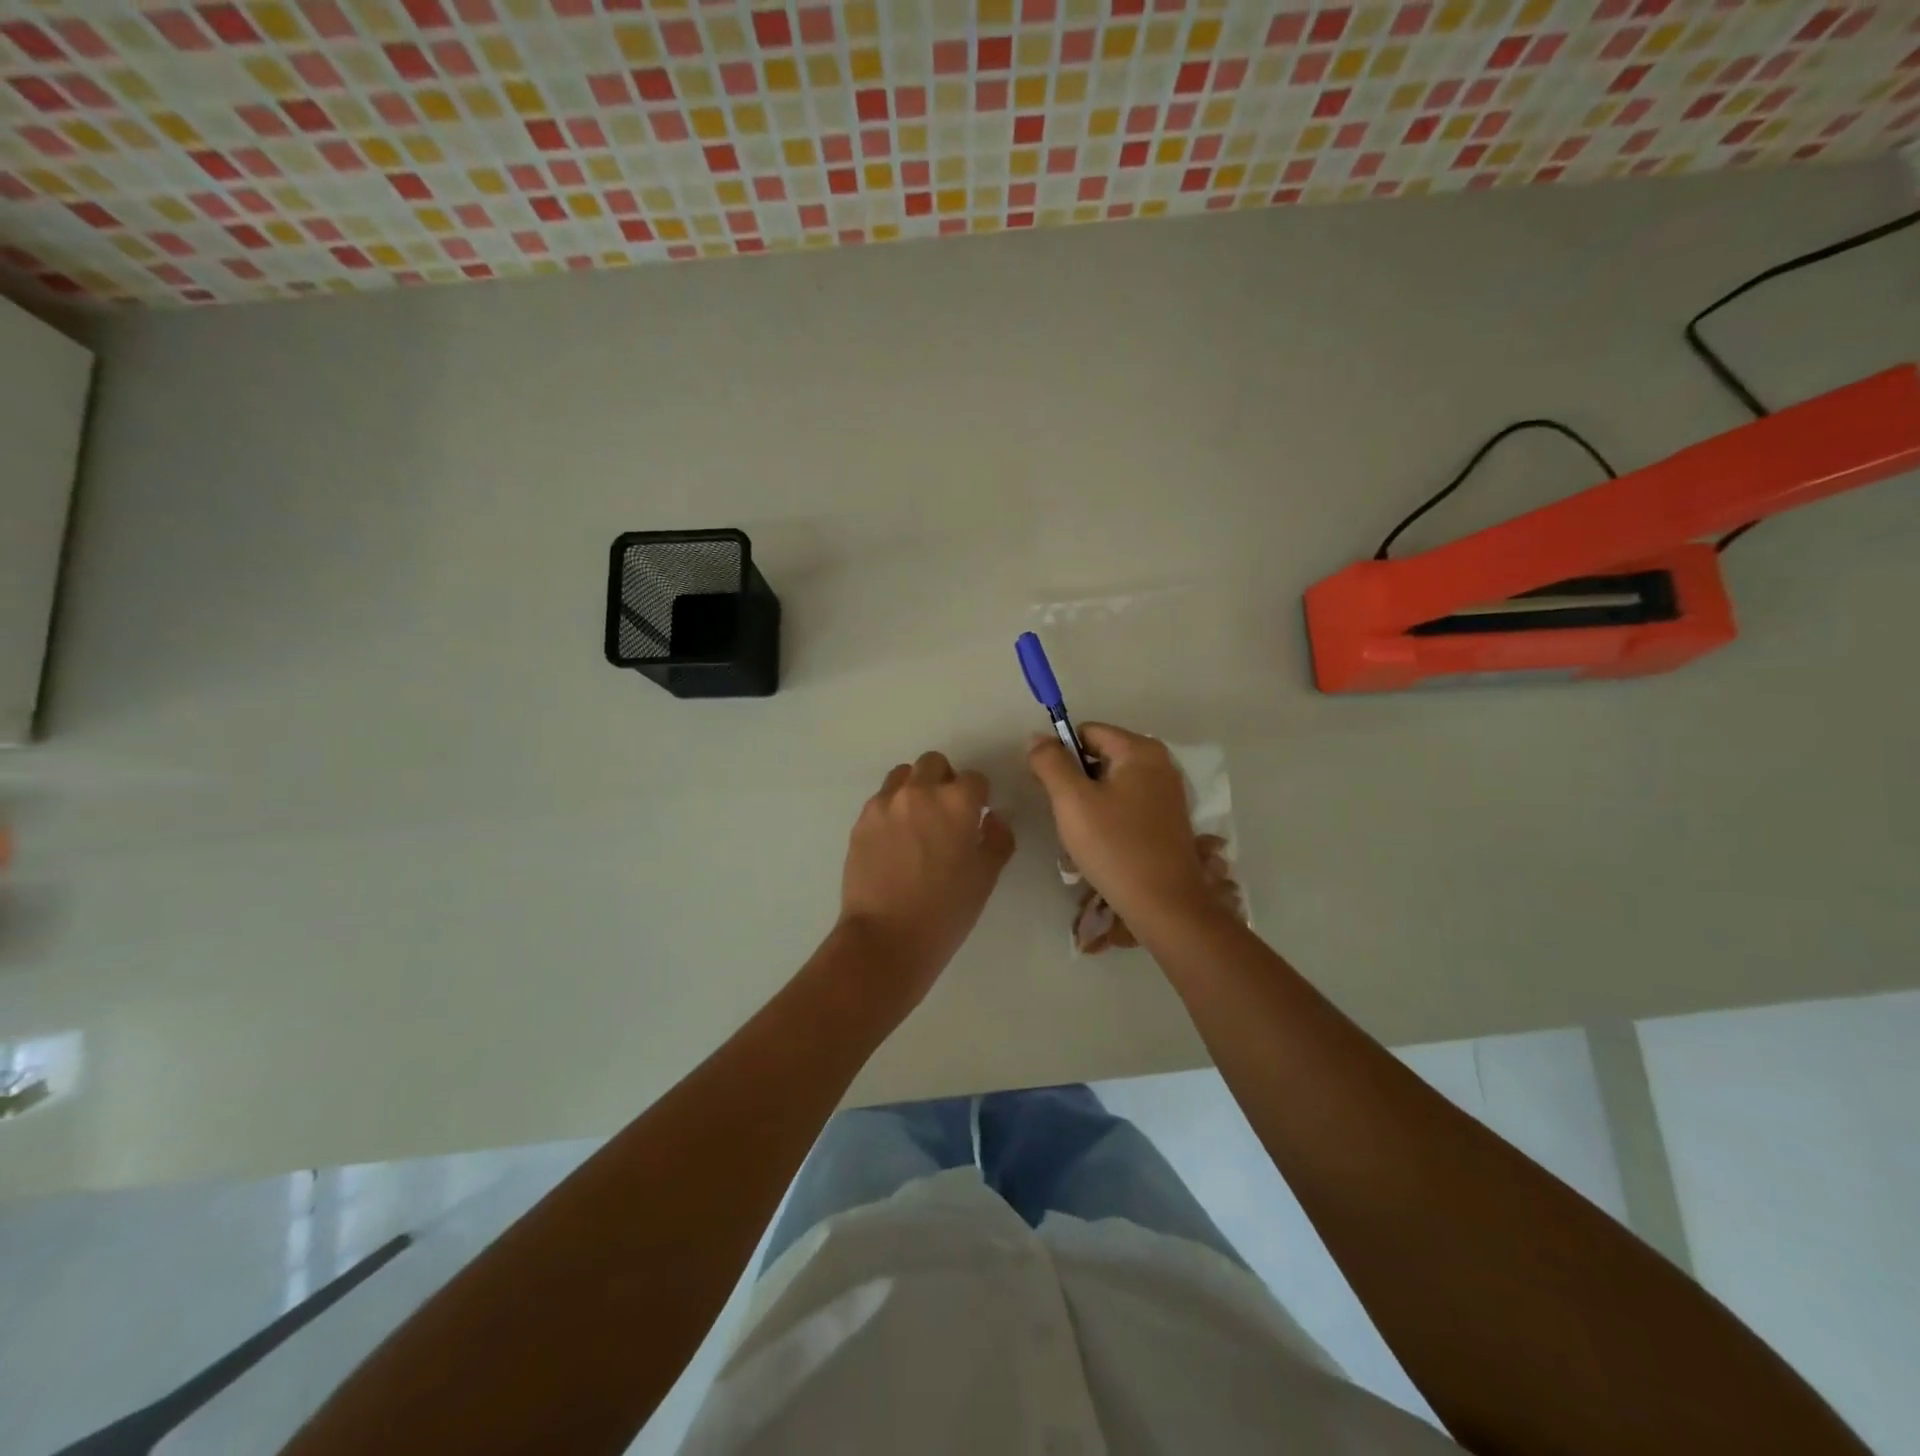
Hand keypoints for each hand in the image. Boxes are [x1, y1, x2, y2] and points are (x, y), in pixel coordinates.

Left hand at [838, 751, 1014, 1008]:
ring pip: (903, 775)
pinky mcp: (861, 821)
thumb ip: (997, 839)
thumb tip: (992, 819)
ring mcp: (885, 804)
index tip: (976, 817)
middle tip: (947, 813)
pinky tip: (895, 840)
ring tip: (917, 821)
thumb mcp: (985, 878)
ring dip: (915, 788)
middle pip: (934, 764)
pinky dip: (892, 808)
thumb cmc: (945, 911)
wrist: (885, 938)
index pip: (974, 779)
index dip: (979, 797)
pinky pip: (881, 800)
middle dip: (945, 780)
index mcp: (956, 802)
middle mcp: (919, 792)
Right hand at [1028, 724, 1213, 930]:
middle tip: (1067, 817)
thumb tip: (1037, 738)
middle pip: (1099, 757)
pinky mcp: (1167, 820)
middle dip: (1076, 782)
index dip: (1061, 755)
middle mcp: (1160, 764)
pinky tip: (1102, 846)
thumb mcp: (1072, 801)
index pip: (1086, 732)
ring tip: (1083, 836)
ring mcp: (1167, 793)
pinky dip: (1109, 818)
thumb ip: (1050, 763)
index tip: (1052, 790)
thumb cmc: (1115, 846)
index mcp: (1140, 750)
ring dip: (1089, 804)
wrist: (1164, 905)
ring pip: (1110, 784)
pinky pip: (1126, 806)